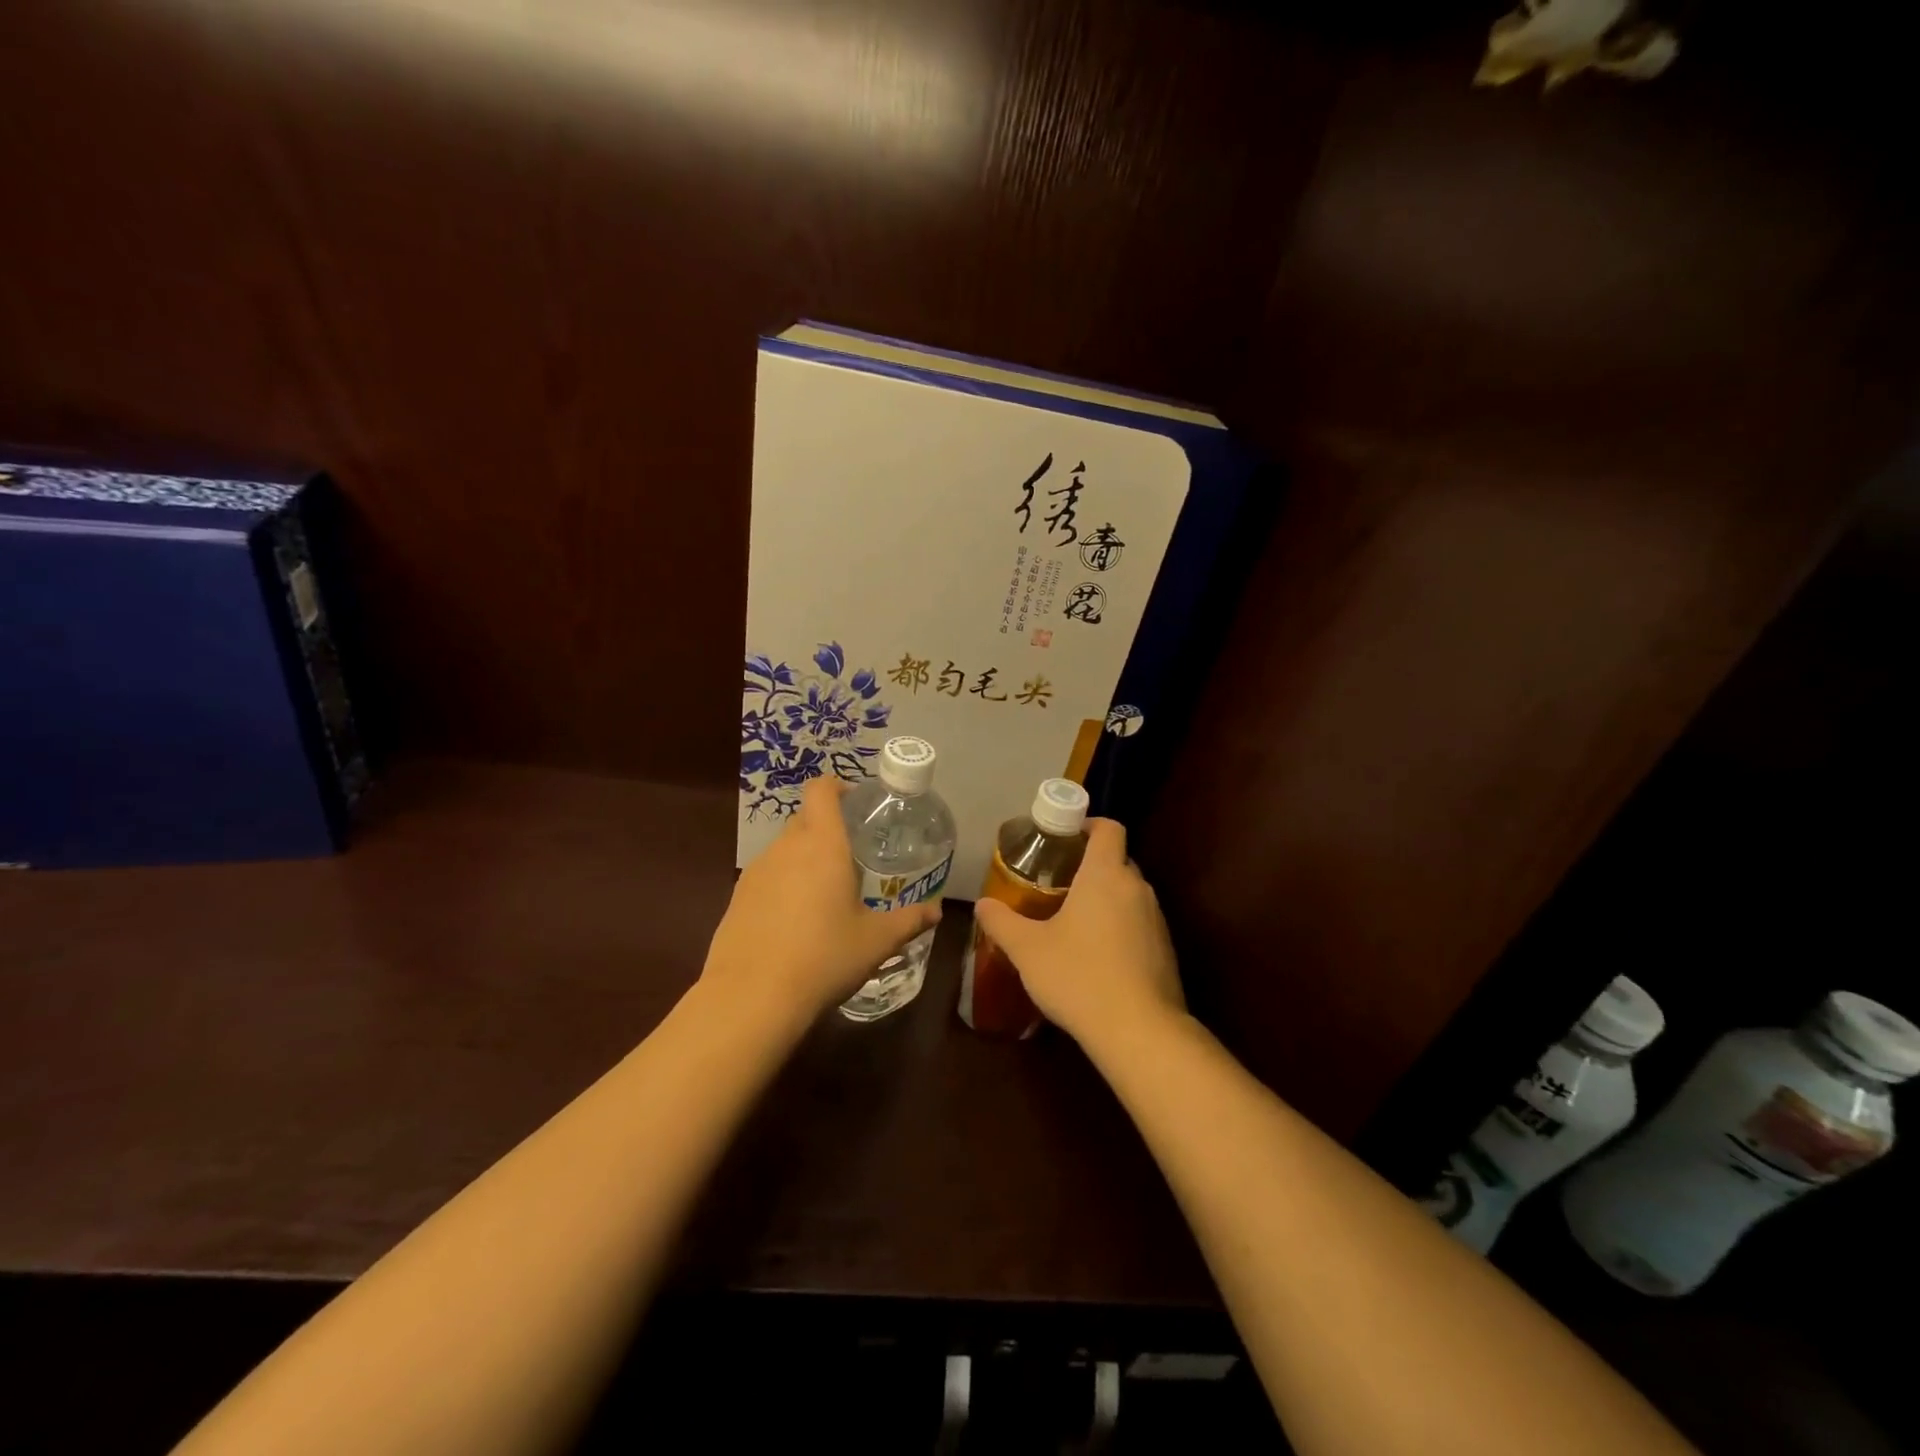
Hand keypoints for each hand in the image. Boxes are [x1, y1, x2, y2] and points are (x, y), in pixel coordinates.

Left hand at [702, 778, 941, 1019]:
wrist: (750, 998)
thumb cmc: (823, 957)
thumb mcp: (876, 941)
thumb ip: (908, 921)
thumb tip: (936, 912)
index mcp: (822, 844)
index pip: (821, 790)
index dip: (837, 786)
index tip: (856, 802)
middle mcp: (786, 848)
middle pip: (804, 819)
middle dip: (827, 829)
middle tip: (852, 857)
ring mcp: (755, 872)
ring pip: (784, 849)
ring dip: (805, 859)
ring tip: (826, 894)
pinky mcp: (736, 898)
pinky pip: (766, 877)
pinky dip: (783, 885)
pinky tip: (796, 922)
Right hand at [972, 818, 1184, 1052]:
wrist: (1139, 1031)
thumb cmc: (1079, 976)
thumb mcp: (1027, 950)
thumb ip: (1002, 922)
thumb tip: (981, 904)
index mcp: (1105, 875)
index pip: (1109, 828)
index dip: (1089, 825)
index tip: (1065, 837)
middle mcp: (1137, 888)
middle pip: (1118, 860)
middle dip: (1091, 866)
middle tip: (1058, 883)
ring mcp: (1157, 920)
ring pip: (1129, 894)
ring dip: (1106, 899)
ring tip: (1075, 921)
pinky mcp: (1166, 950)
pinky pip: (1140, 924)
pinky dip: (1121, 928)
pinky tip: (1098, 957)